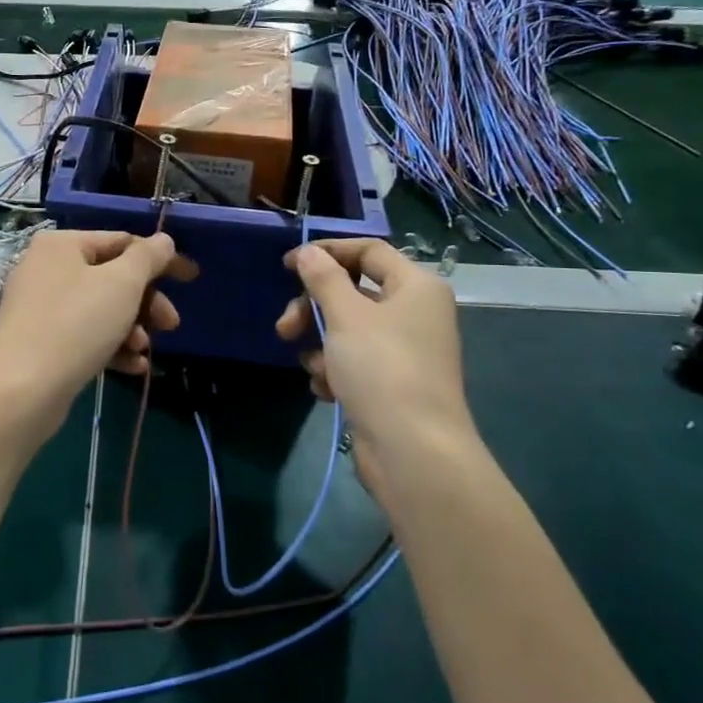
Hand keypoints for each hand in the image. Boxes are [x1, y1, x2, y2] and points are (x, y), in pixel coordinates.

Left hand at [0, 229, 195, 432]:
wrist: (21, 390)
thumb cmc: (76, 324)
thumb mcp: (122, 284)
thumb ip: (147, 257)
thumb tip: (164, 240)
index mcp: (61, 244)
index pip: (121, 241)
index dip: (160, 259)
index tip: (191, 278)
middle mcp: (46, 269)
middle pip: (112, 277)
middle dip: (146, 302)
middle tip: (171, 324)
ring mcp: (39, 307)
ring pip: (100, 309)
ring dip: (131, 328)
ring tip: (143, 350)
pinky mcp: (39, 342)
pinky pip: (84, 335)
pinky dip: (110, 346)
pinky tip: (132, 366)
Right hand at [276, 239, 476, 495]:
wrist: (413, 452)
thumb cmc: (382, 369)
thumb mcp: (346, 315)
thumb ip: (323, 278)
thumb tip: (309, 252)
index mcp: (416, 286)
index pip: (369, 250)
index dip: (327, 252)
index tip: (288, 265)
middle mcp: (414, 313)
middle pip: (353, 293)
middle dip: (314, 309)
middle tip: (286, 328)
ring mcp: (404, 351)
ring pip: (348, 330)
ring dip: (321, 345)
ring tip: (312, 367)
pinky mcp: (392, 384)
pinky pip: (354, 362)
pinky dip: (335, 371)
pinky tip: (327, 390)